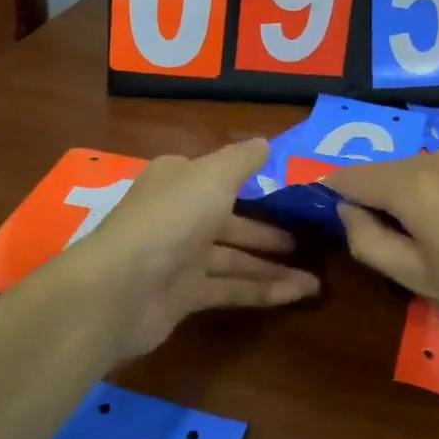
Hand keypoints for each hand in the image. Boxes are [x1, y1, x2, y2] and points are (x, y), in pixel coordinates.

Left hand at [63, 138, 319, 357]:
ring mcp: (180, 258)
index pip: (220, 177)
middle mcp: (179, 215)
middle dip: (268, 231)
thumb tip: (265, 143)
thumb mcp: (213, 176)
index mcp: (180, 181)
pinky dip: (262, 291)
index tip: (290, 191)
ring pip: (234, 259)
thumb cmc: (171, 219)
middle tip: (309, 238)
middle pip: (231, 221)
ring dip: (273, 267)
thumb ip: (243, 160)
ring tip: (316, 278)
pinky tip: (297, 294)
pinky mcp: (184, 295)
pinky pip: (231, 289)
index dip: (254, 182)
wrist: (122, 287)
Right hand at [326, 150, 438, 359]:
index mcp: (412, 185)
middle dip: (370, 198)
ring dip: (405, 195)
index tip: (329, 220)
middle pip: (383, 170)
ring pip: (415, 170)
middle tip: (381, 241)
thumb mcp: (418, 278)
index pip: (349, 176)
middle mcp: (436, 158)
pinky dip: (435, 191)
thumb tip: (347, 212)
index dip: (331, 195)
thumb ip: (368, 241)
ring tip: (424, 238)